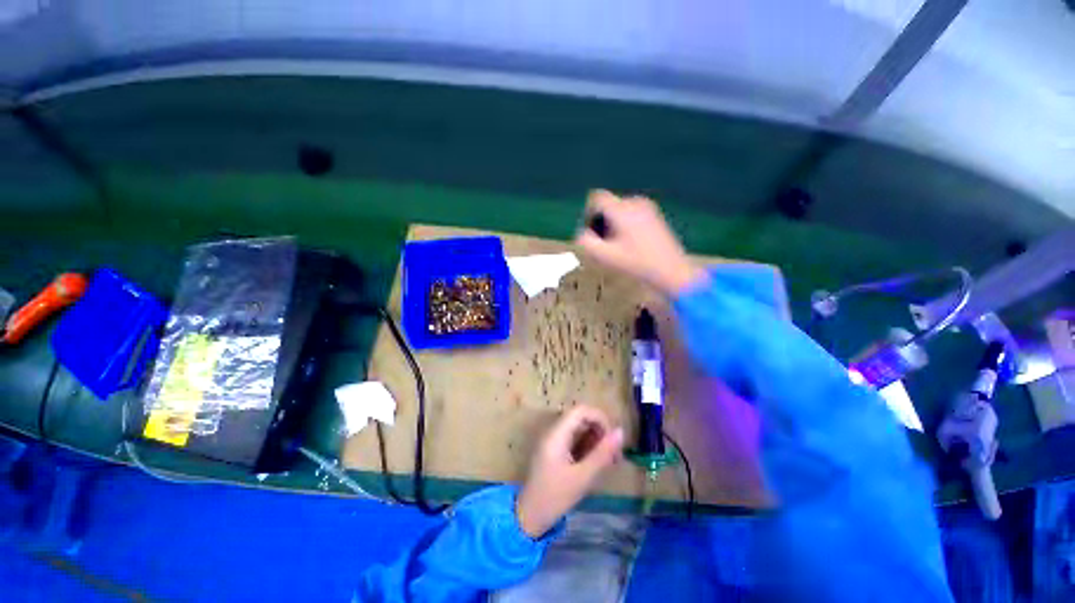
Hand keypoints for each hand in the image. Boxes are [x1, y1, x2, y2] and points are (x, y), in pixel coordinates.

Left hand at [516, 406, 623, 538]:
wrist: (529, 517)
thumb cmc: (554, 497)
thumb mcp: (582, 477)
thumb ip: (602, 453)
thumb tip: (621, 432)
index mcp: (557, 433)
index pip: (581, 410)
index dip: (600, 419)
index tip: (613, 440)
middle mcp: (554, 431)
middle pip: (581, 418)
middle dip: (600, 431)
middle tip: (614, 455)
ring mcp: (553, 440)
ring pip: (579, 429)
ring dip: (595, 440)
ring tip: (609, 461)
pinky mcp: (554, 450)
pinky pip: (574, 440)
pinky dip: (587, 447)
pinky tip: (596, 464)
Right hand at [575, 190, 705, 295]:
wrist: (671, 270)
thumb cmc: (636, 263)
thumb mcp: (605, 256)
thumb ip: (586, 242)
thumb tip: (581, 233)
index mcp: (621, 209)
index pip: (596, 198)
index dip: (589, 213)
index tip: (591, 231)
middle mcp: (635, 202)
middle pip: (608, 205)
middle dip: (601, 221)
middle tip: (604, 243)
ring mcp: (648, 207)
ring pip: (620, 210)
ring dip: (613, 224)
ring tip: (618, 246)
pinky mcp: (655, 215)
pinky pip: (632, 214)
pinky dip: (626, 225)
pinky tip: (631, 244)